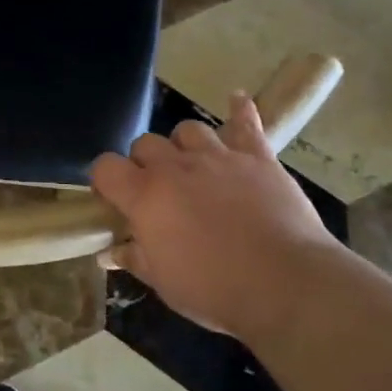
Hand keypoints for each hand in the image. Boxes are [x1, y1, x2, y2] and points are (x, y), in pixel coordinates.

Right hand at [89, 93, 337, 338]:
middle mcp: (176, 166)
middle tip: (157, 190)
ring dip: (184, 145)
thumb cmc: (216, 289)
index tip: (113, 199)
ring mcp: (218, 156)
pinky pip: (245, 122)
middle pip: (145, 143)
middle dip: (144, 163)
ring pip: (188, 130)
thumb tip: (112, 251)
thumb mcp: (165, 284)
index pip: (105, 167)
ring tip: (193, 165)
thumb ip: (135, 259)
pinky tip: (237, 101)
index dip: (105, 180)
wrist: (286, 283)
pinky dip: (240, 111)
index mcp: (145, 195)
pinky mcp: (257, 157)